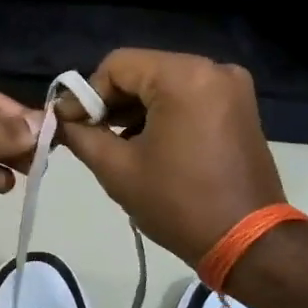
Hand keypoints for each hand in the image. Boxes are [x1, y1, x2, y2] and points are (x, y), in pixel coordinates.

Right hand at [58, 49, 286, 263]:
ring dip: (136, 108)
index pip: (117, 65)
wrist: (247, 241)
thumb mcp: (118, 169)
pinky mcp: (239, 107)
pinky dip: (163, 113)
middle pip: (142, 71)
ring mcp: (231, 87)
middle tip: (87, 134)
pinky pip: (188, 96)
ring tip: (114, 143)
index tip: (68, 124)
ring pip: (165, 83)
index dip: (86, 94)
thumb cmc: (178, 203)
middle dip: (110, 101)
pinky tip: (146, 143)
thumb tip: (59, 120)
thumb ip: (82, 135)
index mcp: (183, 76)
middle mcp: (212, 69)